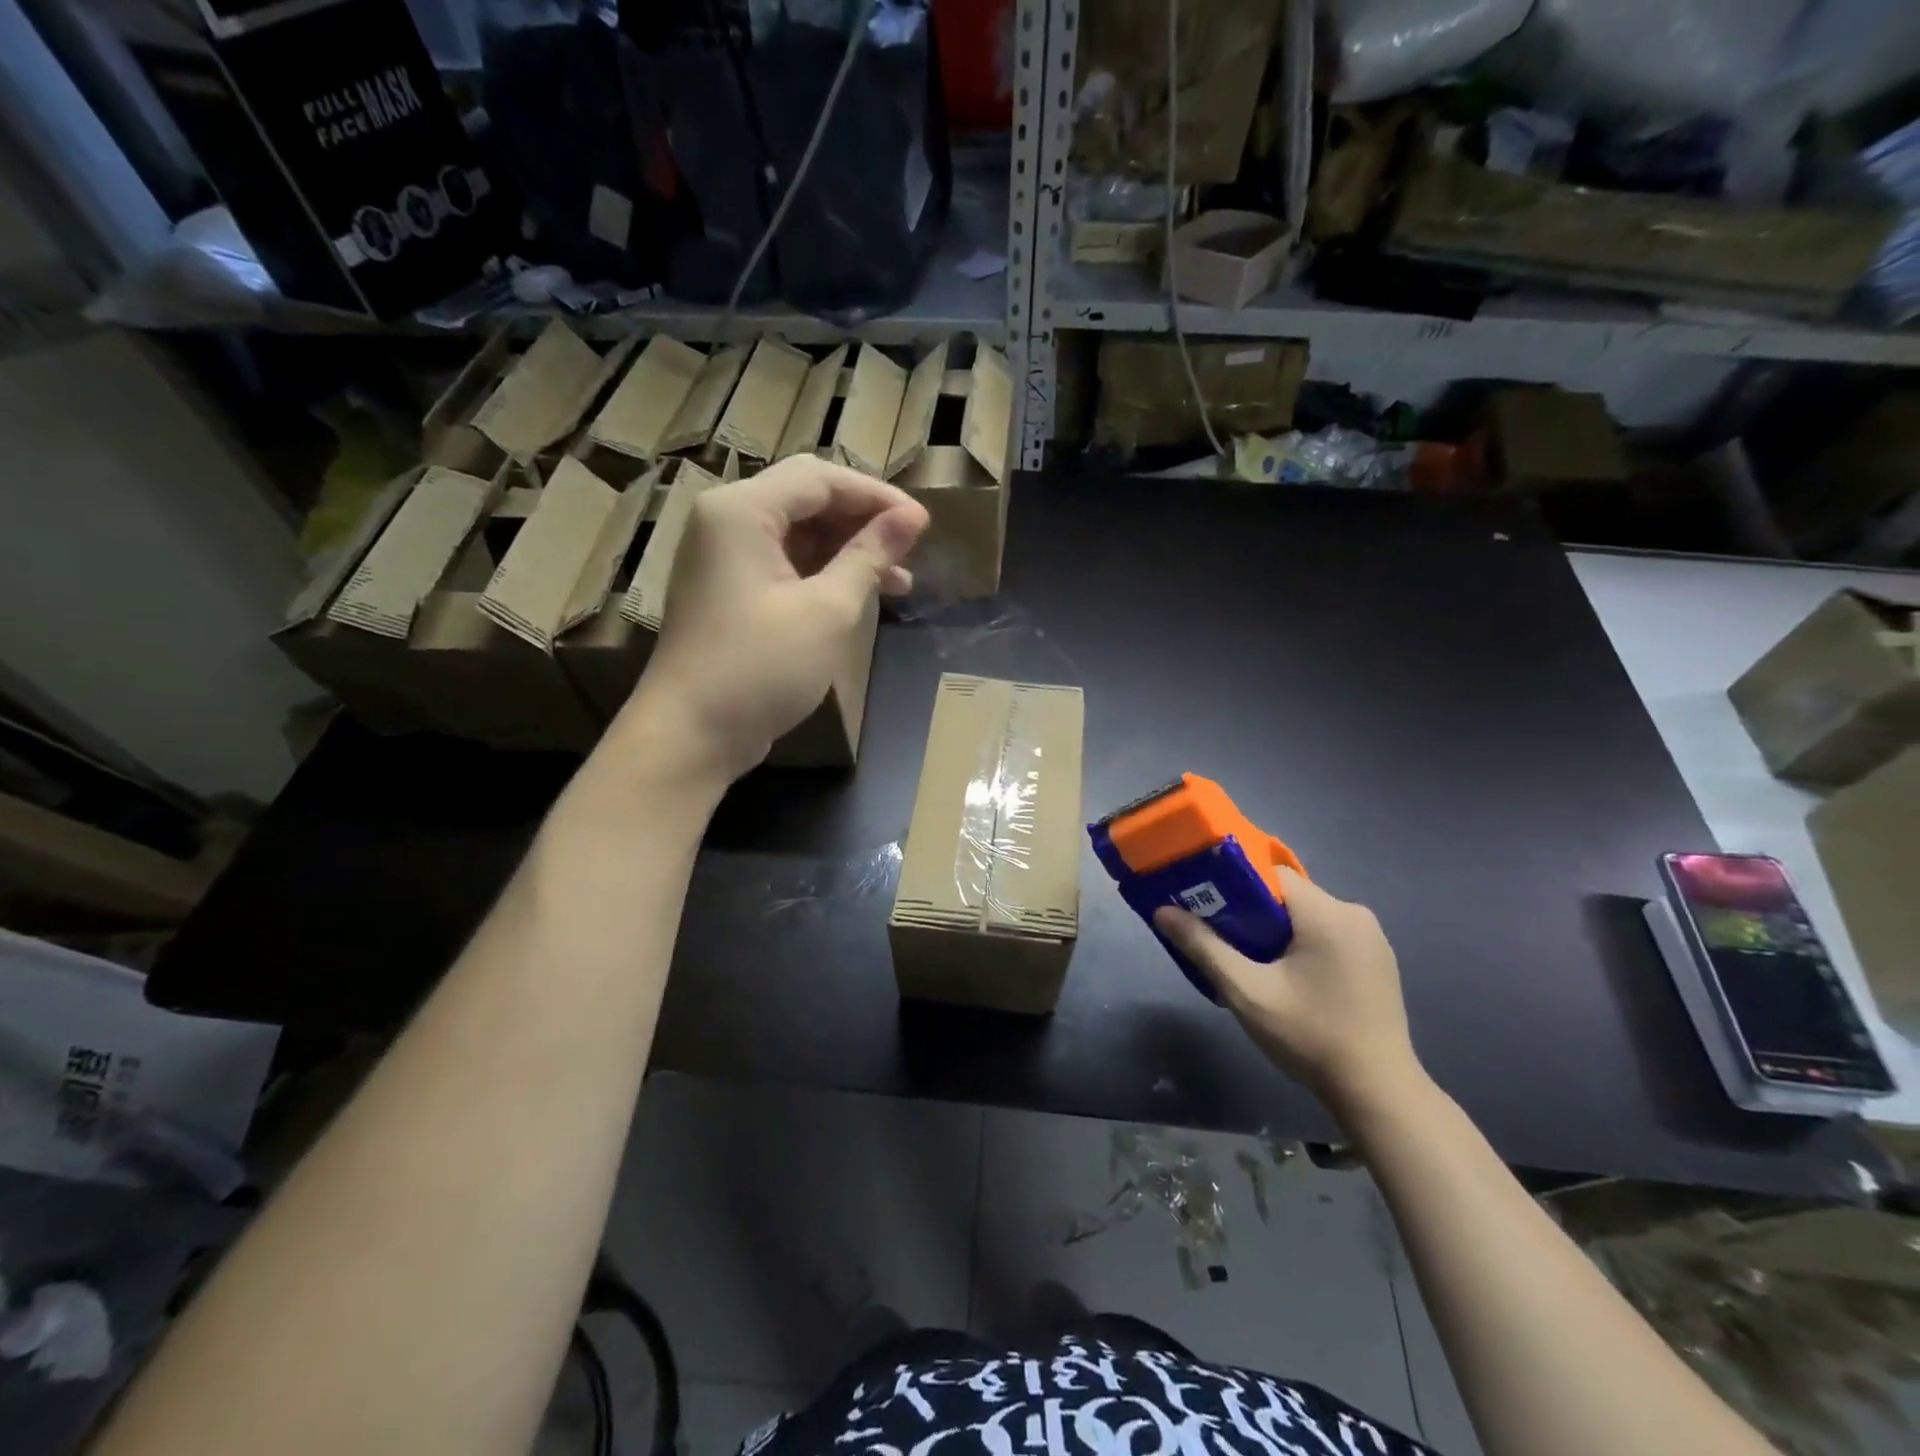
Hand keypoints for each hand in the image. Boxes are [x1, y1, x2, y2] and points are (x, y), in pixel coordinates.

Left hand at [627, 458, 928, 780]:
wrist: (692, 734)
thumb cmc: (761, 667)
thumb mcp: (827, 609)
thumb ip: (870, 556)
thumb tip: (913, 517)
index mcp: (742, 510)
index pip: (820, 479)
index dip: (877, 496)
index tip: (923, 524)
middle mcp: (727, 520)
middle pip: (807, 500)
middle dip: (863, 522)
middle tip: (911, 549)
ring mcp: (725, 557)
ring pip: (799, 533)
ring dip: (848, 551)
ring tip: (900, 581)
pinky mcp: (730, 590)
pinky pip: (785, 563)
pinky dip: (824, 574)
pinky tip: (862, 595)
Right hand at [1154, 870, 1425, 1117]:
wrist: (1378, 1093)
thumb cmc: (1309, 1037)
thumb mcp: (1247, 992)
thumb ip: (1204, 947)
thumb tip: (1162, 911)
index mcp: (1327, 913)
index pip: (1271, 874)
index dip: (1235, 885)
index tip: (1209, 907)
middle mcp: (1355, 913)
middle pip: (1289, 895)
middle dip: (1254, 913)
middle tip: (1226, 942)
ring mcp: (1372, 937)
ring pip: (1308, 915)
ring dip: (1279, 931)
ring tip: (1254, 964)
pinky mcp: (1379, 960)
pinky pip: (1329, 934)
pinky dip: (1304, 945)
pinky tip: (1290, 979)